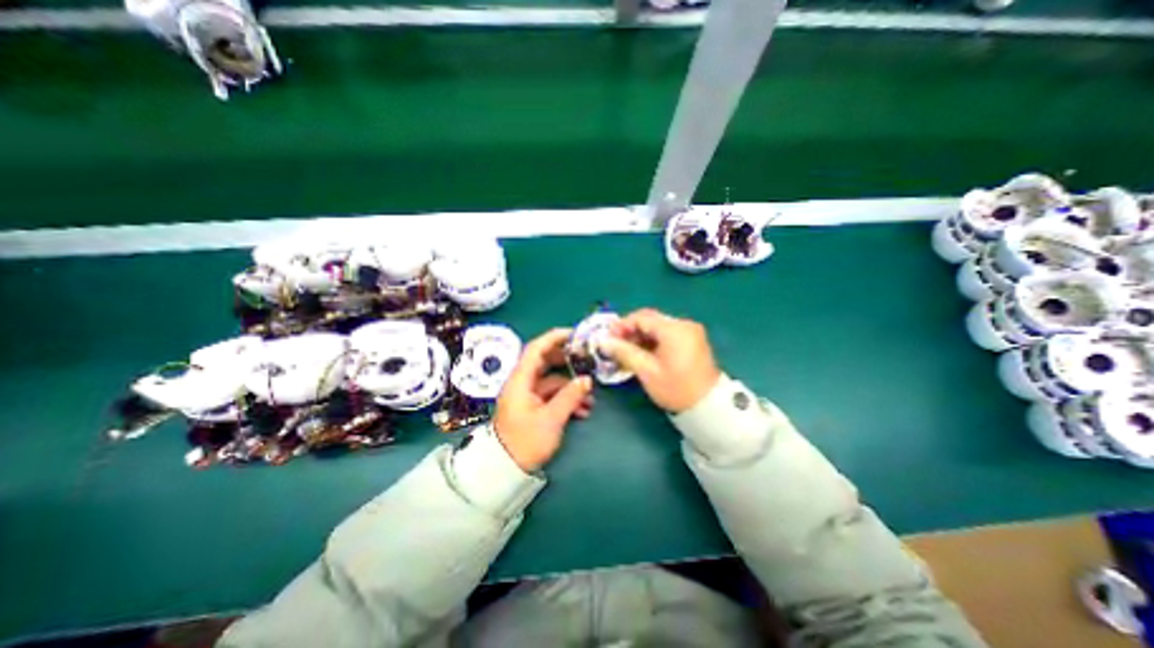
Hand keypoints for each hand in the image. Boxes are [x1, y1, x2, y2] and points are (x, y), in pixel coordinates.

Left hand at [493, 330, 593, 470]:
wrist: (506, 469)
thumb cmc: (525, 442)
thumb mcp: (551, 419)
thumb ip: (569, 397)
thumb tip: (587, 380)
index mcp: (520, 380)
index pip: (536, 349)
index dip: (554, 338)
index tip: (574, 334)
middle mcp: (523, 383)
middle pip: (545, 362)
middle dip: (567, 361)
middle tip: (587, 359)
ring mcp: (528, 395)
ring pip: (552, 381)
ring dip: (571, 386)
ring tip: (590, 397)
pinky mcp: (533, 406)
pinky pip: (551, 395)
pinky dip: (566, 399)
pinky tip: (583, 410)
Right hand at [599, 305, 718, 408]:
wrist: (708, 407)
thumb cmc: (675, 388)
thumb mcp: (646, 371)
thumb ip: (624, 352)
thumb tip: (603, 341)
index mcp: (674, 329)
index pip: (642, 318)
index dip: (622, 325)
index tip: (608, 337)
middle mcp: (684, 324)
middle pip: (650, 320)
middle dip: (631, 330)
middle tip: (615, 344)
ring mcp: (690, 332)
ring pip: (658, 327)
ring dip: (641, 335)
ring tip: (626, 350)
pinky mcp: (692, 340)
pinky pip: (667, 334)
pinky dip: (653, 340)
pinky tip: (642, 352)